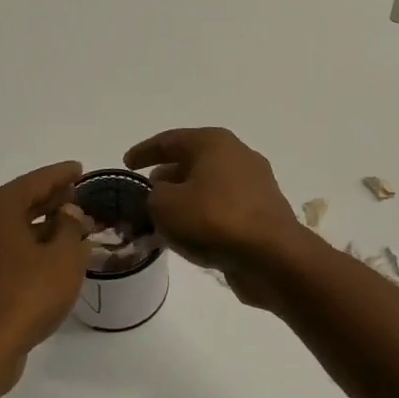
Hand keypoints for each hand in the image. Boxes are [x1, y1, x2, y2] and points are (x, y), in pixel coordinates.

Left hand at [0, 162, 92, 373]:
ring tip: (68, 228)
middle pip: (18, 202)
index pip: (35, 181)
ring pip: (8, 228)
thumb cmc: (27, 296)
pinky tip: (45, 257)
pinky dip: (23, 246)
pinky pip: (0, 249)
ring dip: (37, 226)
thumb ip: (70, 227)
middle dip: (49, 200)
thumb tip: (68, 213)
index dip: (61, 175)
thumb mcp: (65, 258)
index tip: (79, 168)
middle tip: (76, 197)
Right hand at [124, 128, 305, 306]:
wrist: (272, 256)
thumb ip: (153, 195)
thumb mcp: (165, 205)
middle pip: (192, 161)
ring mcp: (255, 185)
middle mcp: (238, 156)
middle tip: (144, 193)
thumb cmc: (214, 220)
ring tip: (162, 218)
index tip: (126, 164)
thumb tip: (162, 194)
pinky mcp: (262, 213)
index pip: (170, 140)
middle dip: (166, 176)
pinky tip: (189, 235)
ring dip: (185, 199)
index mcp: (214, 143)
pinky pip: (223, 208)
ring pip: (209, 187)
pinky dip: (204, 216)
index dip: (144, 151)